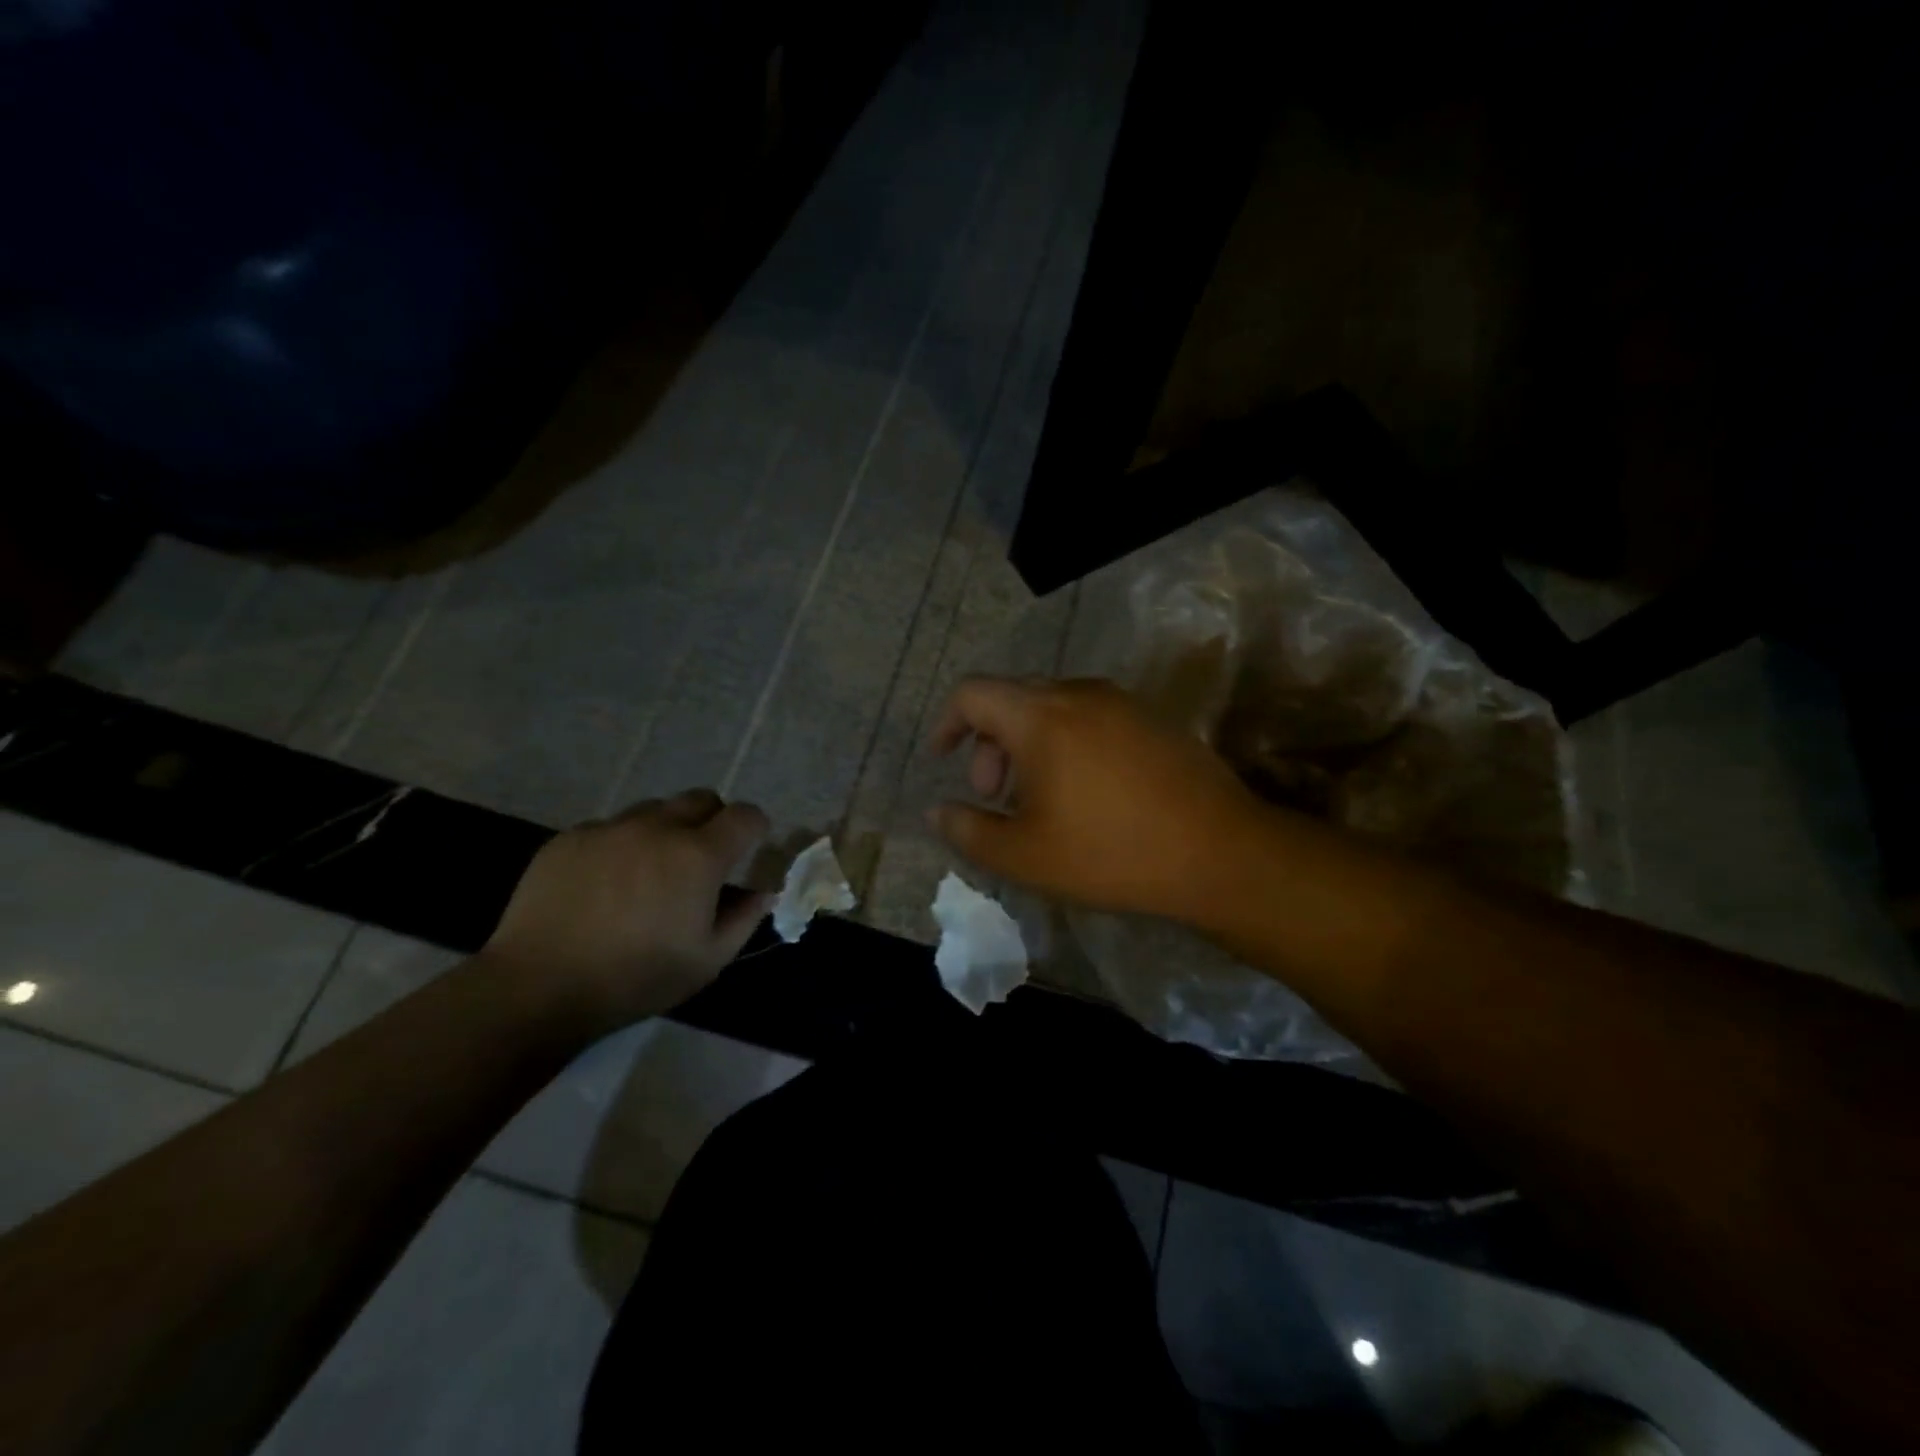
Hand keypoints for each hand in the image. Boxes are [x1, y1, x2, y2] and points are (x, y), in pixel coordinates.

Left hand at [483, 789, 771, 1031]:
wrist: (539, 986)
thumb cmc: (636, 977)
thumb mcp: (707, 960)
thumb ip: (744, 918)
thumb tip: (764, 892)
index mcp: (698, 855)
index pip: (744, 815)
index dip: (755, 827)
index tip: (751, 846)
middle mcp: (657, 828)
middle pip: (700, 799)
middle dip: (713, 820)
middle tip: (703, 858)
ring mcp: (609, 829)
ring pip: (653, 810)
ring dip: (665, 830)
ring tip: (649, 871)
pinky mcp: (569, 838)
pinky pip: (609, 828)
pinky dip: (621, 845)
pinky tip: (605, 884)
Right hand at [926, 677, 1261, 921]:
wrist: (1219, 852)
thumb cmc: (1110, 852)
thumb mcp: (1025, 856)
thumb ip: (969, 831)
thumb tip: (937, 811)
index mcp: (1040, 716)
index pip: (972, 693)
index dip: (947, 723)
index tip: (943, 759)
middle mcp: (1079, 693)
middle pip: (1012, 698)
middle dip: (989, 742)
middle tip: (996, 796)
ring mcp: (1121, 702)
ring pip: (1053, 707)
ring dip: (1029, 743)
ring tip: (1039, 797)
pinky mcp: (1152, 719)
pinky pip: (1091, 716)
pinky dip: (1066, 742)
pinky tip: (1085, 791)